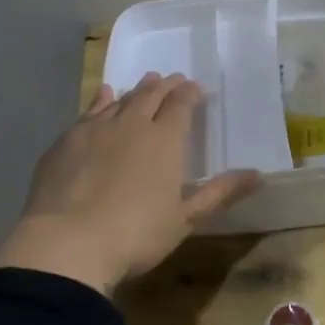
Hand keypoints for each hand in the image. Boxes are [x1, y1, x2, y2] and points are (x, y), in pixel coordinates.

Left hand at [0, 73, 260, 294]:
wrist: (65, 244)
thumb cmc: (135, 235)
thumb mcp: (185, 219)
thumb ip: (220, 193)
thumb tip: (258, 175)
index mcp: (165, 139)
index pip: (181, 105)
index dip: (190, 94)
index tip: (196, 88)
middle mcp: (132, 124)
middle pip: (151, 96)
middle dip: (165, 86)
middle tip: (172, 79)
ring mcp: (95, 130)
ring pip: (121, 100)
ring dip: (136, 90)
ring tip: (145, 82)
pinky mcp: (65, 142)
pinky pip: (89, 111)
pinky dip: (101, 100)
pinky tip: (104, 96)